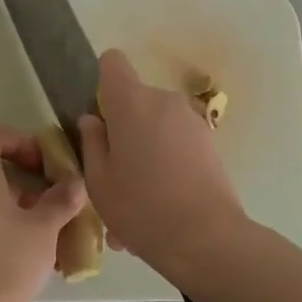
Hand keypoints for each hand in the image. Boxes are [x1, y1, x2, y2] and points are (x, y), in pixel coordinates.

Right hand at [79, 51, 244, 275]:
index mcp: (131, 102)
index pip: (112, 63)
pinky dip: (165, 166)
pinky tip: (159, 208)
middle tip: (112, 175)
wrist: (207, 238)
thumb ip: (91, 143)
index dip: (101, 82)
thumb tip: (92, 120)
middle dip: (122, 129)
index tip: (99, 116)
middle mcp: (164, 101)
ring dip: (144, 153)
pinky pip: (176, 145)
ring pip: (156, 128)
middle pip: (135, 101)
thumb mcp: (99, 181)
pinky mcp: (210, 143)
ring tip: (136, 202)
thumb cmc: (141, 207)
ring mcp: (191, 121)